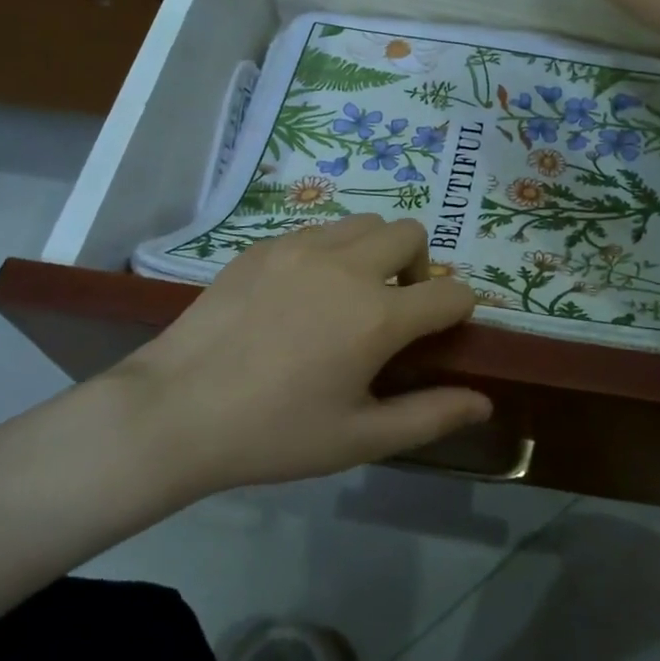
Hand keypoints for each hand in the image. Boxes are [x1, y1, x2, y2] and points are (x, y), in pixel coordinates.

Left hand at [124, 215, 489, 492]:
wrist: (175, 410)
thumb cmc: (274, 433)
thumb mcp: (358, 438)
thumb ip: (430, 416)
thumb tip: (484, 402)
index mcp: (377, 316)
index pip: (451, 293)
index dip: (459, 312)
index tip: (441, 334)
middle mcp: (347, 266)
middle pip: (411, 234)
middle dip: (419, 267)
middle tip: (394, 310)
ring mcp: (301, 246)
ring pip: (365, 222)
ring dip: (376, 251)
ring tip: (349, 296)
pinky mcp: (264, 245)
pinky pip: (319, 230)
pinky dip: (332, 251)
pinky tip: (302, 294)